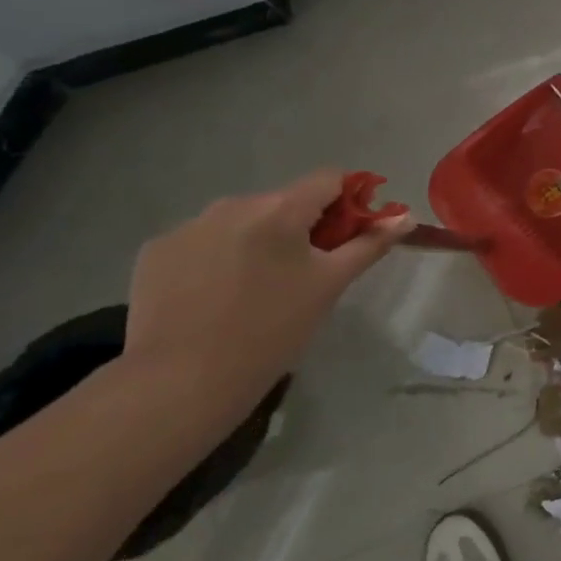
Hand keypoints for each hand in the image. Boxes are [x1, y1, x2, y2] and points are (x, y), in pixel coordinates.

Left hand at [122, 169, 414, 402]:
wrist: (181, 381)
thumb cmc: (272, 330)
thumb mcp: (330, 285)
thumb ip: (370, 244)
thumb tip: (405, 216)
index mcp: (280, 209)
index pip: (329, 180)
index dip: (348, 202)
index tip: (349, 236)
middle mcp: (232, 204)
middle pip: (284, 202)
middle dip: (302, 227)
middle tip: (305, 273)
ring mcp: (188, 226)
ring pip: (242, 221)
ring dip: (259, 240)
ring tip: (256, 288)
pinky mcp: (155, 251)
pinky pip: (203, 240)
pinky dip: (218, 257)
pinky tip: (215, 295)